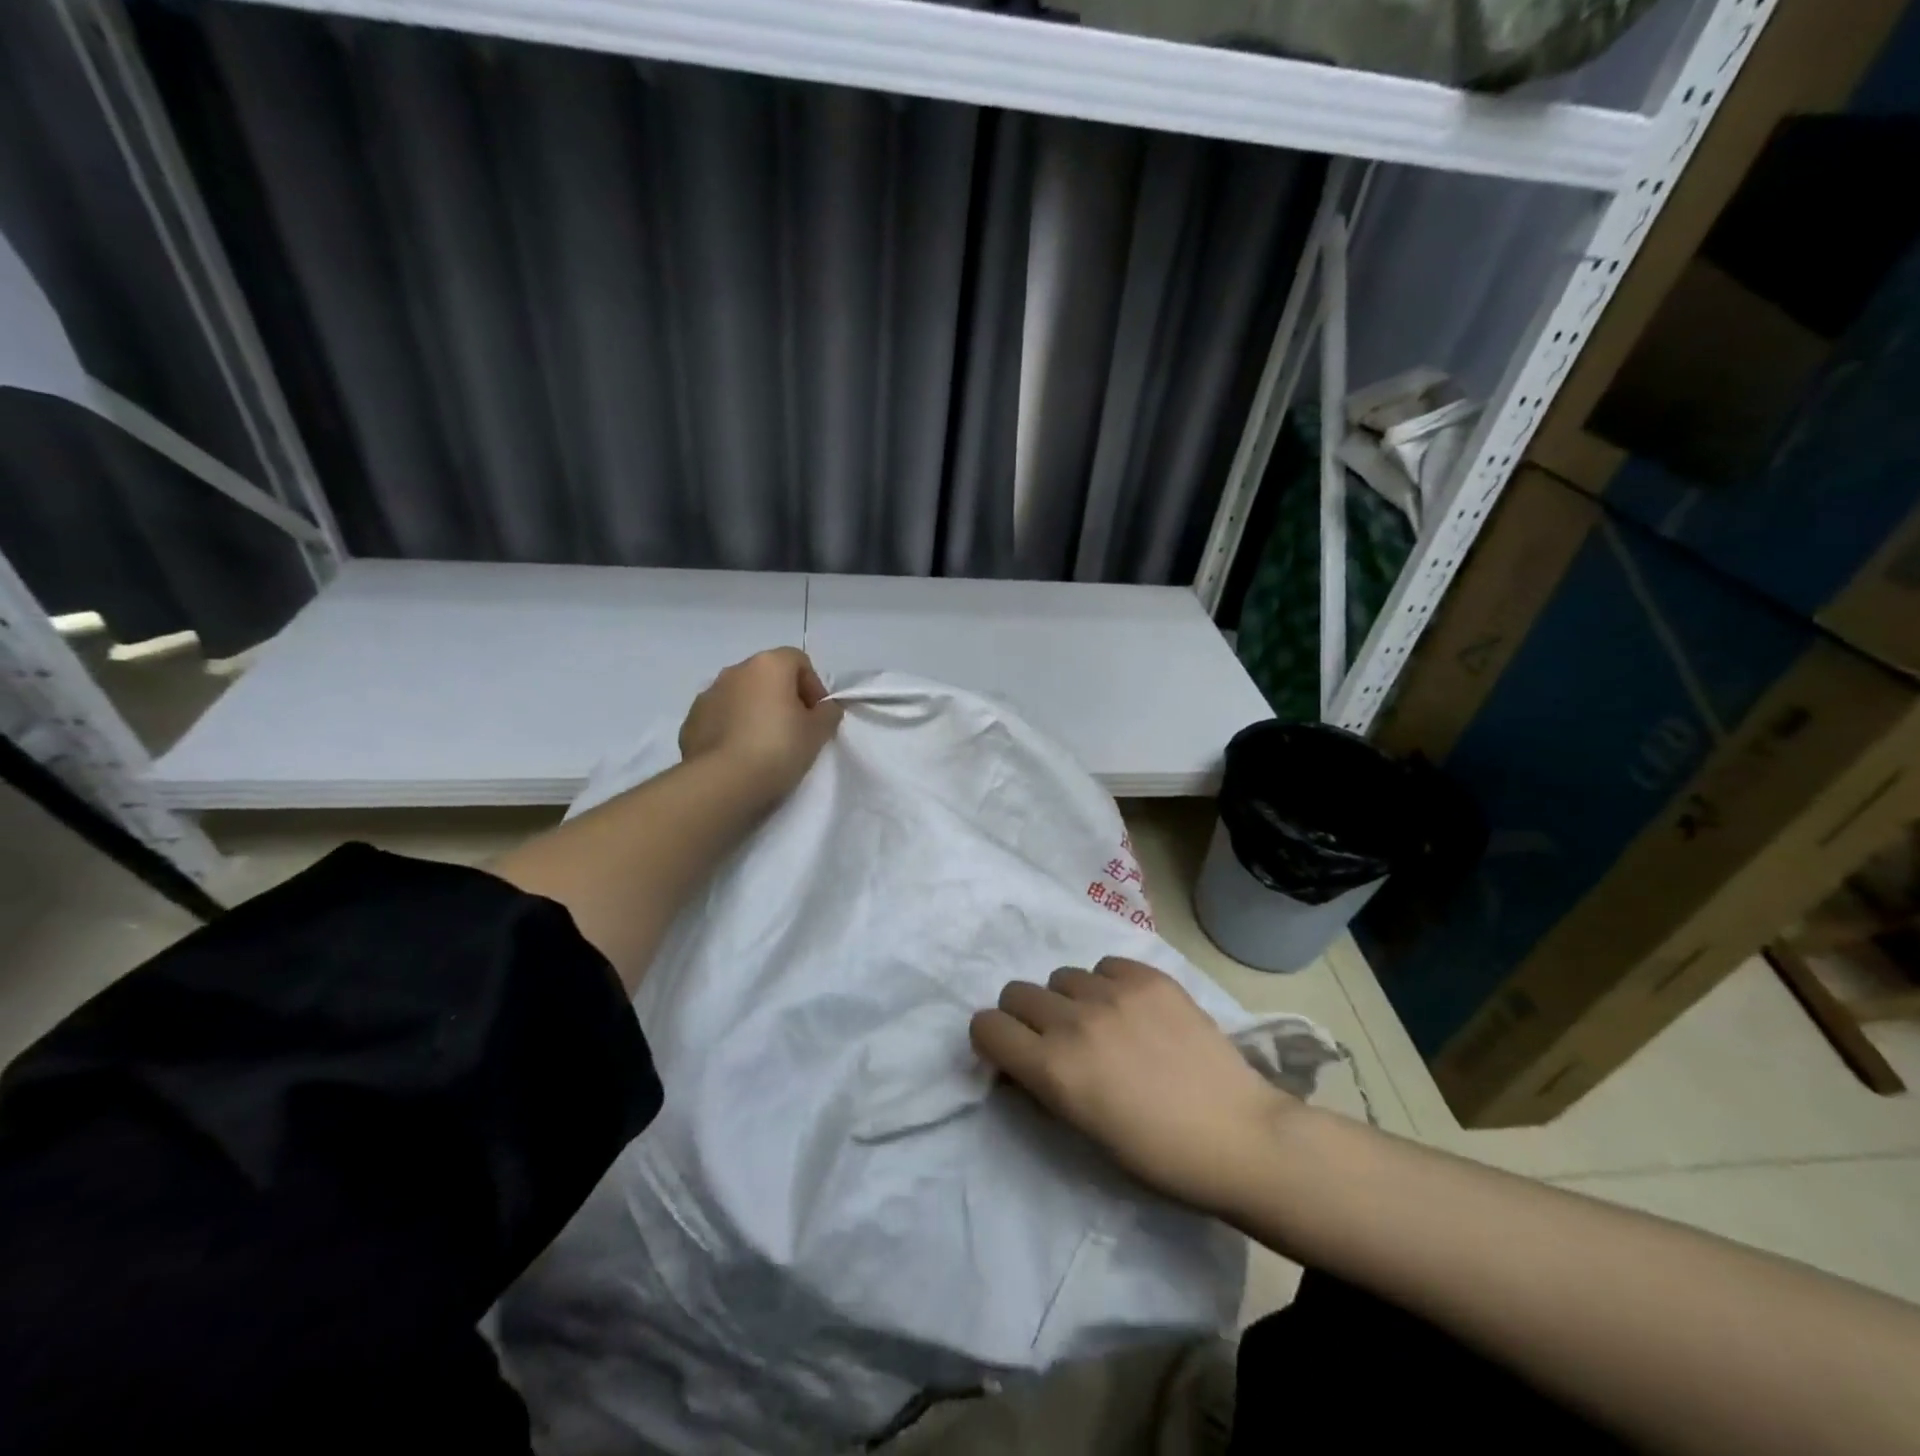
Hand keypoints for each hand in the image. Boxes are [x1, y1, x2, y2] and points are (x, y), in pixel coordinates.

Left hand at [679, 648, 842, 803]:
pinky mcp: (691, 721)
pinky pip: (720, 717)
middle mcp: (735, 671)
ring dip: (755, 711)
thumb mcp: (818, 732)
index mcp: (768, 665)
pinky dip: (732, 728)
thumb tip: (824, 708)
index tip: (816, 715)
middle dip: (783, 697)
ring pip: (741, 695)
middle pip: (767, 676)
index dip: (813, 686)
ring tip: (764, 744)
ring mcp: (708, 694)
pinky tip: (740, 754)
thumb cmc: (778, 748)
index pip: (799, 661)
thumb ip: (828, 713)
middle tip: (794, 730)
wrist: (722, 781)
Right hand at [971, 957, 1296, 1217]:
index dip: (993, 1039)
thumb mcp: (1083, 1132)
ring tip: (1102, 1025)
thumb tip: (1022, 1060)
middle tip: (1054, 1039)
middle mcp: (1074, 1021)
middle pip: (1016, 992)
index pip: (986, 1026)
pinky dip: (1108, 985)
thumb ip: (1043, 1087)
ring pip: (1061, 976)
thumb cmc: (1158, 1156)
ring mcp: (1114, 993)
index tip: (1011, 1052)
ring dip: (1069, 1000)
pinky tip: (1133, 1011)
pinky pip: (1106, 965)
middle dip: (1025, 1016)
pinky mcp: (1149, 977)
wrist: (1239, 1137)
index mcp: (1053, 1069)